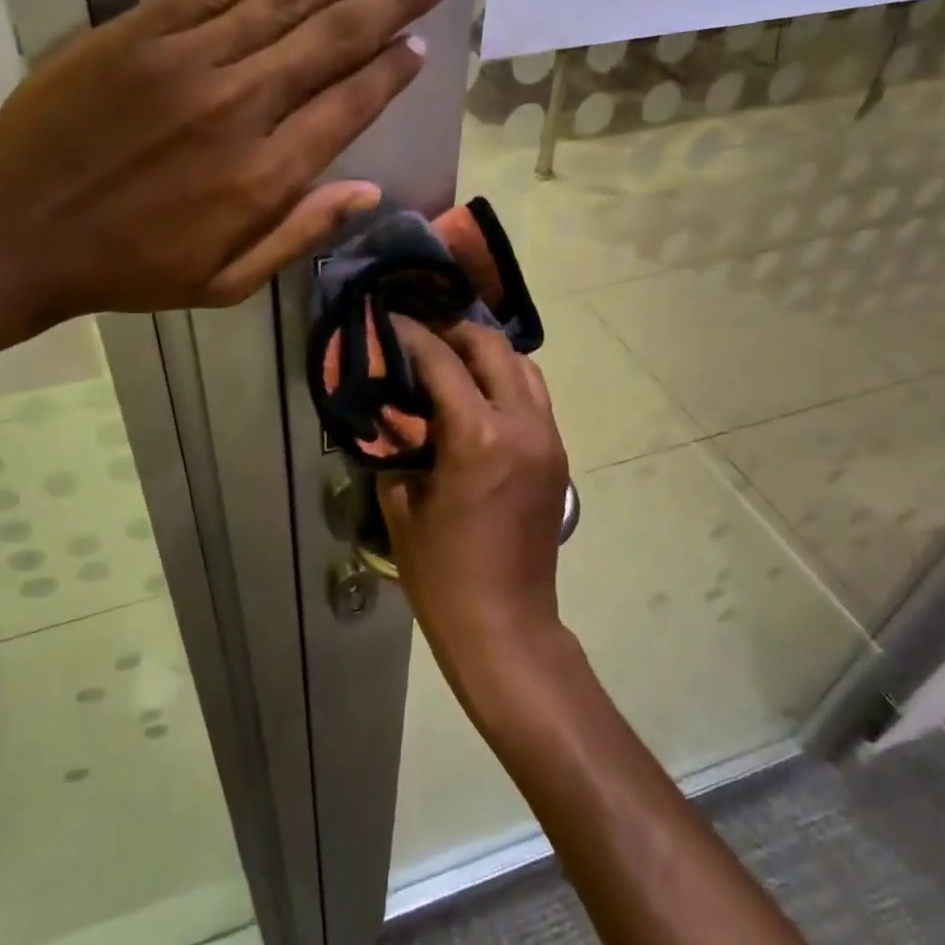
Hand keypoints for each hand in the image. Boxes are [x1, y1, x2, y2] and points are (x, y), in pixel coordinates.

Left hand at [0, 0, 448, 335]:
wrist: (24, 233)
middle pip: (330, 40)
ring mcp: (188, 61)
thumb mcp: (226, 282)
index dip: (391, 72)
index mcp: (265, 176)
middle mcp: (240, 107)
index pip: (349, 105)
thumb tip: (369, 192)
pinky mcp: (138, 32)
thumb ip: (300, 234)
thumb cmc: (132, 268)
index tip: (421, 44)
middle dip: (390, 2)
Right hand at [377, 318, 569, 693]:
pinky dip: (504, 382)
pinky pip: (534, 397)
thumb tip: (388, 409)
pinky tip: (474, 396)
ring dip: (485, 355)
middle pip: (492, 347)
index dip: (410, 334)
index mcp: (477, 435)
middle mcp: (521, 424)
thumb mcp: (401, 504)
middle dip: (453, 332)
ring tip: (448, 360)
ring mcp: (548, 438)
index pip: (441, 360)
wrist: (505, 624)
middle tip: (418, 336)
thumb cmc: (442, 572)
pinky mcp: (557, 455)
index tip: (386, 320)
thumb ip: (395, 445)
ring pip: (522, 367)